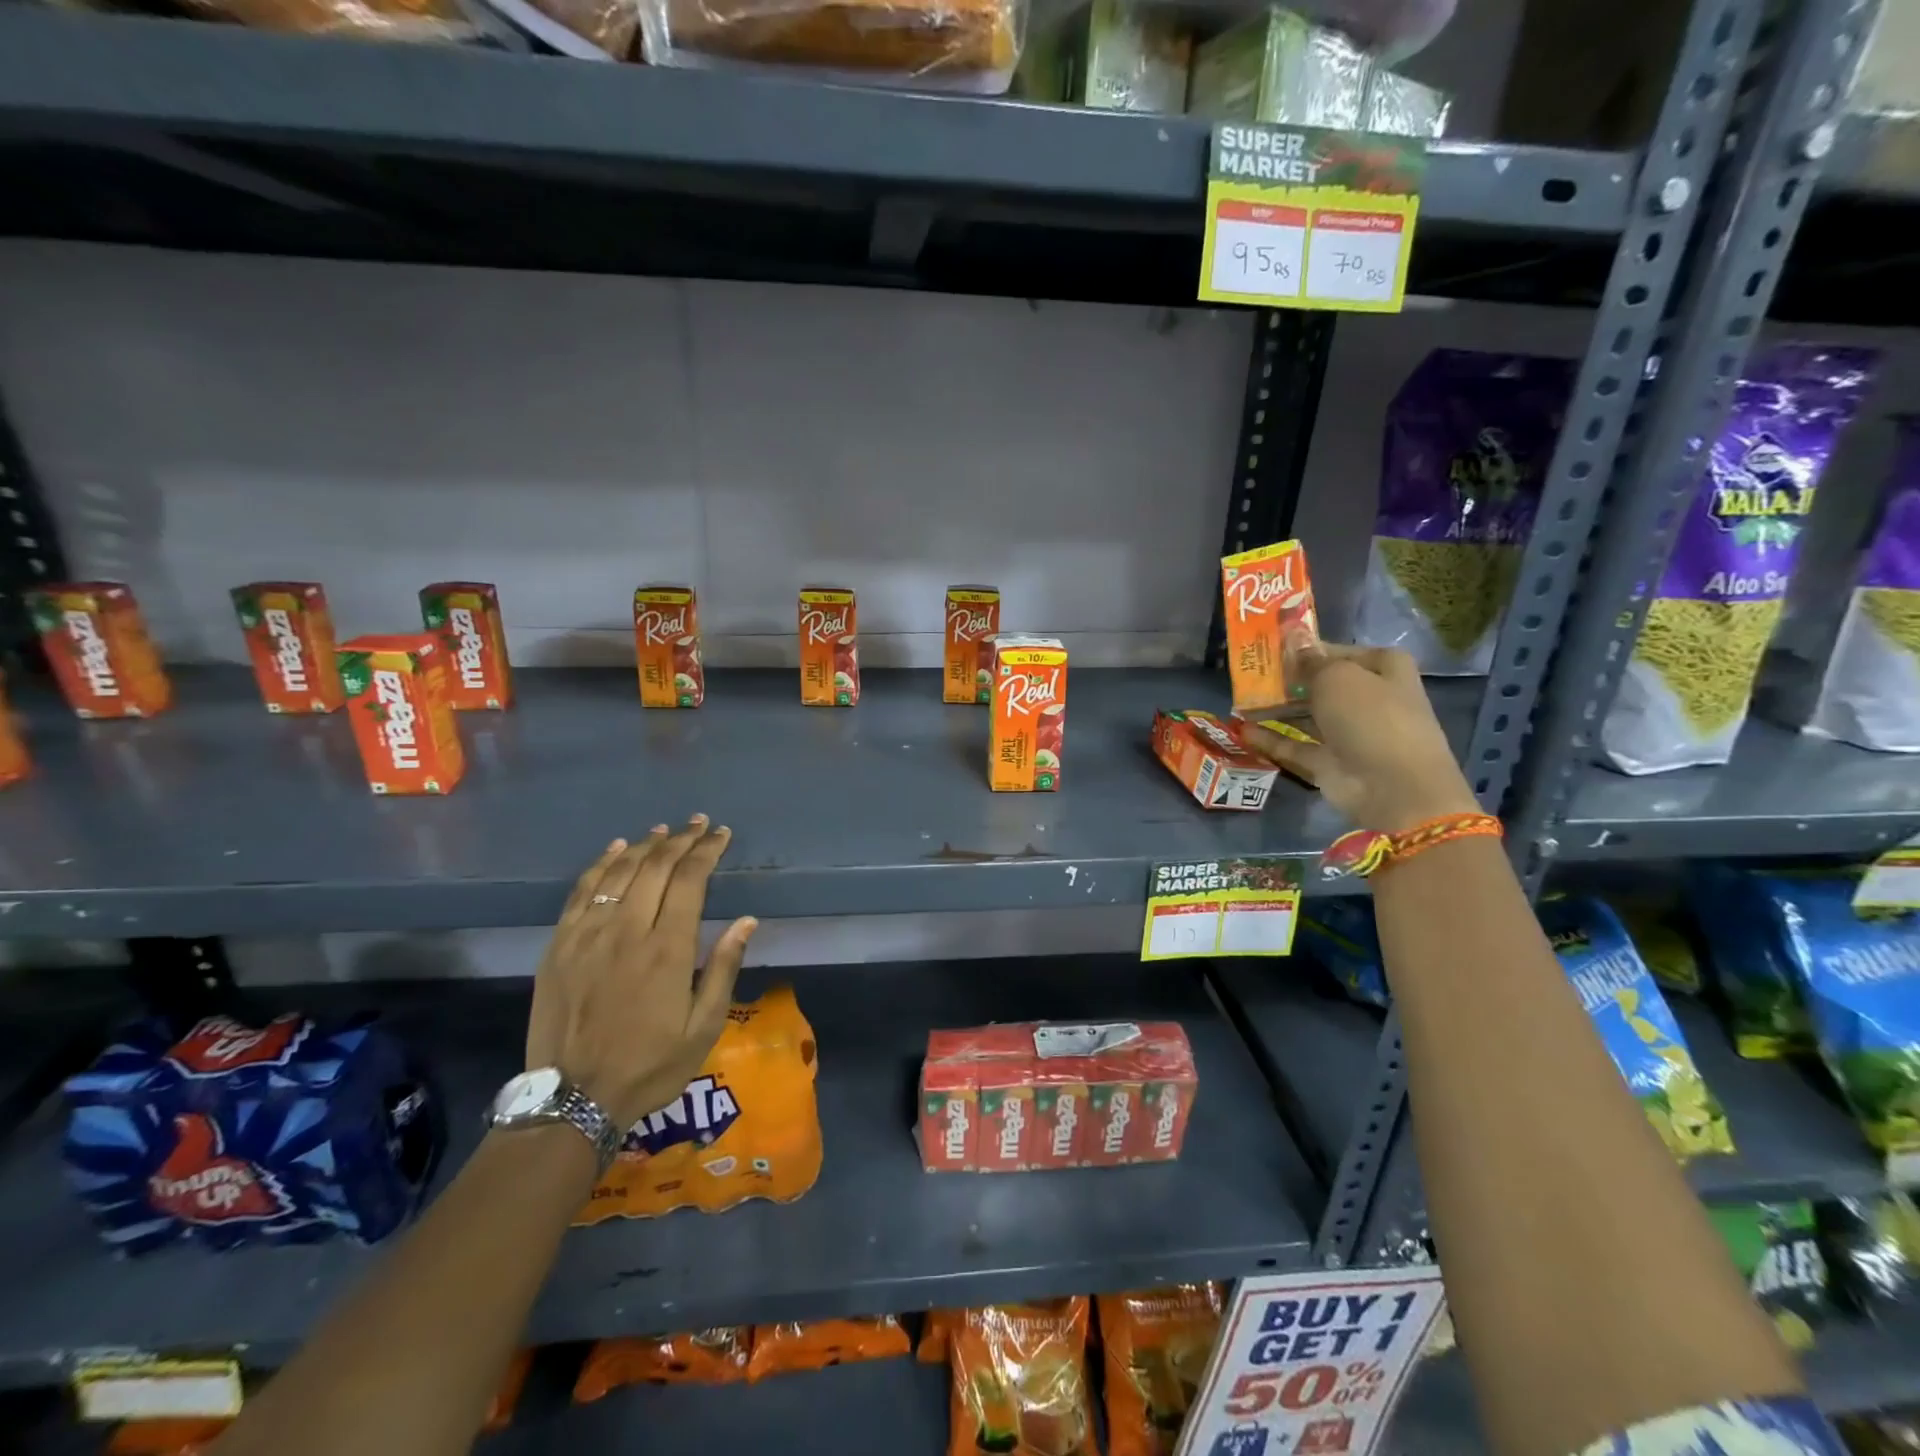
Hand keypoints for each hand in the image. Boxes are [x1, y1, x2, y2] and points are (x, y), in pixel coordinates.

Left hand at [526, 816, 757, 1131]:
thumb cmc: (650, 1066)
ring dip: (646, 845)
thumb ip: (723, 968)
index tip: (721, 834)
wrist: (572, 1099)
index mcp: (667, 949)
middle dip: (681, 840)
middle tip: (698, 824)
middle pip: (656, 867)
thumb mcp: (703, 1027)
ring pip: (620, 872)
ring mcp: (588, 934)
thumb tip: (746, 920)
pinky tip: (617, 850)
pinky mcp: (559, 945)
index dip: (707, 851)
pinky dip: (602, 864)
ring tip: (665, 830)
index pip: (690, 880)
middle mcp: (627, 930)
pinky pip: (582, 891)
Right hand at [1242, 635, 1478, 832]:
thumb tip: (1295, 641)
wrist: (1393, 786)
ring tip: (1240, 700)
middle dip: (1288, 680)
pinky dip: (1270, 738)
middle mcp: (1368, 699)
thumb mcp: (1338, 677)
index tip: (1274, 648)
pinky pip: (1294, 745)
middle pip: (1321, 684)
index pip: (1341, 652)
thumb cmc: (1371, 717)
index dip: (1311, 649)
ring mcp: (1348, 733)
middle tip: (1250, 674)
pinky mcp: (1328, 762)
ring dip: (1276, 708)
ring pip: (1306, 715)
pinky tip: (1242, 729)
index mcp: (1384, 670)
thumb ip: (1311, 662)